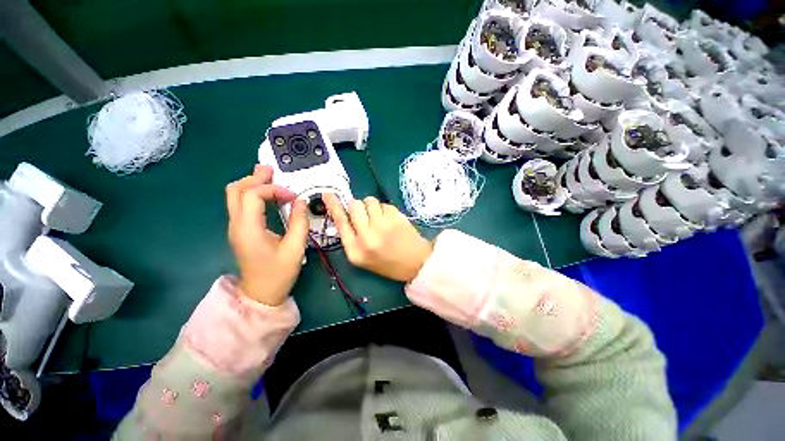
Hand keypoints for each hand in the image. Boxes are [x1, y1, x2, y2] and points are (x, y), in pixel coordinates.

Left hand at [226, 165, 309, 305]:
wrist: (260, 294)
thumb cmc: (278, 274)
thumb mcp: (295, 249)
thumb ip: (299, 223)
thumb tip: (301, 201)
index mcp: (248, 229)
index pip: (253, 195)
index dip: (273, 189)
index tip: (293, 196)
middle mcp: (236, 224)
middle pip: (235, 190)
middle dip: (254, 177)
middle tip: (273, 171)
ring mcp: (236, 227)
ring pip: (235, 195)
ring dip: (251, 183)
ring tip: (270, 177)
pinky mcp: (241, 230)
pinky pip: (240, 204)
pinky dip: (252, 193)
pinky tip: (266, 194)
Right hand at [323, 194, 431, 281]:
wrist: (416, 263)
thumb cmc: (388, 263)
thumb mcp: (362, 258)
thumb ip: (351, 237)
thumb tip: (342, 214)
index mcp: (355, 250)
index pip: (340, 222)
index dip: (333, 206)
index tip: (328, 194)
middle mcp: (366, 237)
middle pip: (354, 205)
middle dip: (358, 206)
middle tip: (365, 214)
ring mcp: (382, 225)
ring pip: (369, 201)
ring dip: (372, 206)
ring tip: (380, 218)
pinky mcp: (396, 217)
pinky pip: (384, 204)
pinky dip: (385, 209)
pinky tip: (391, 221)